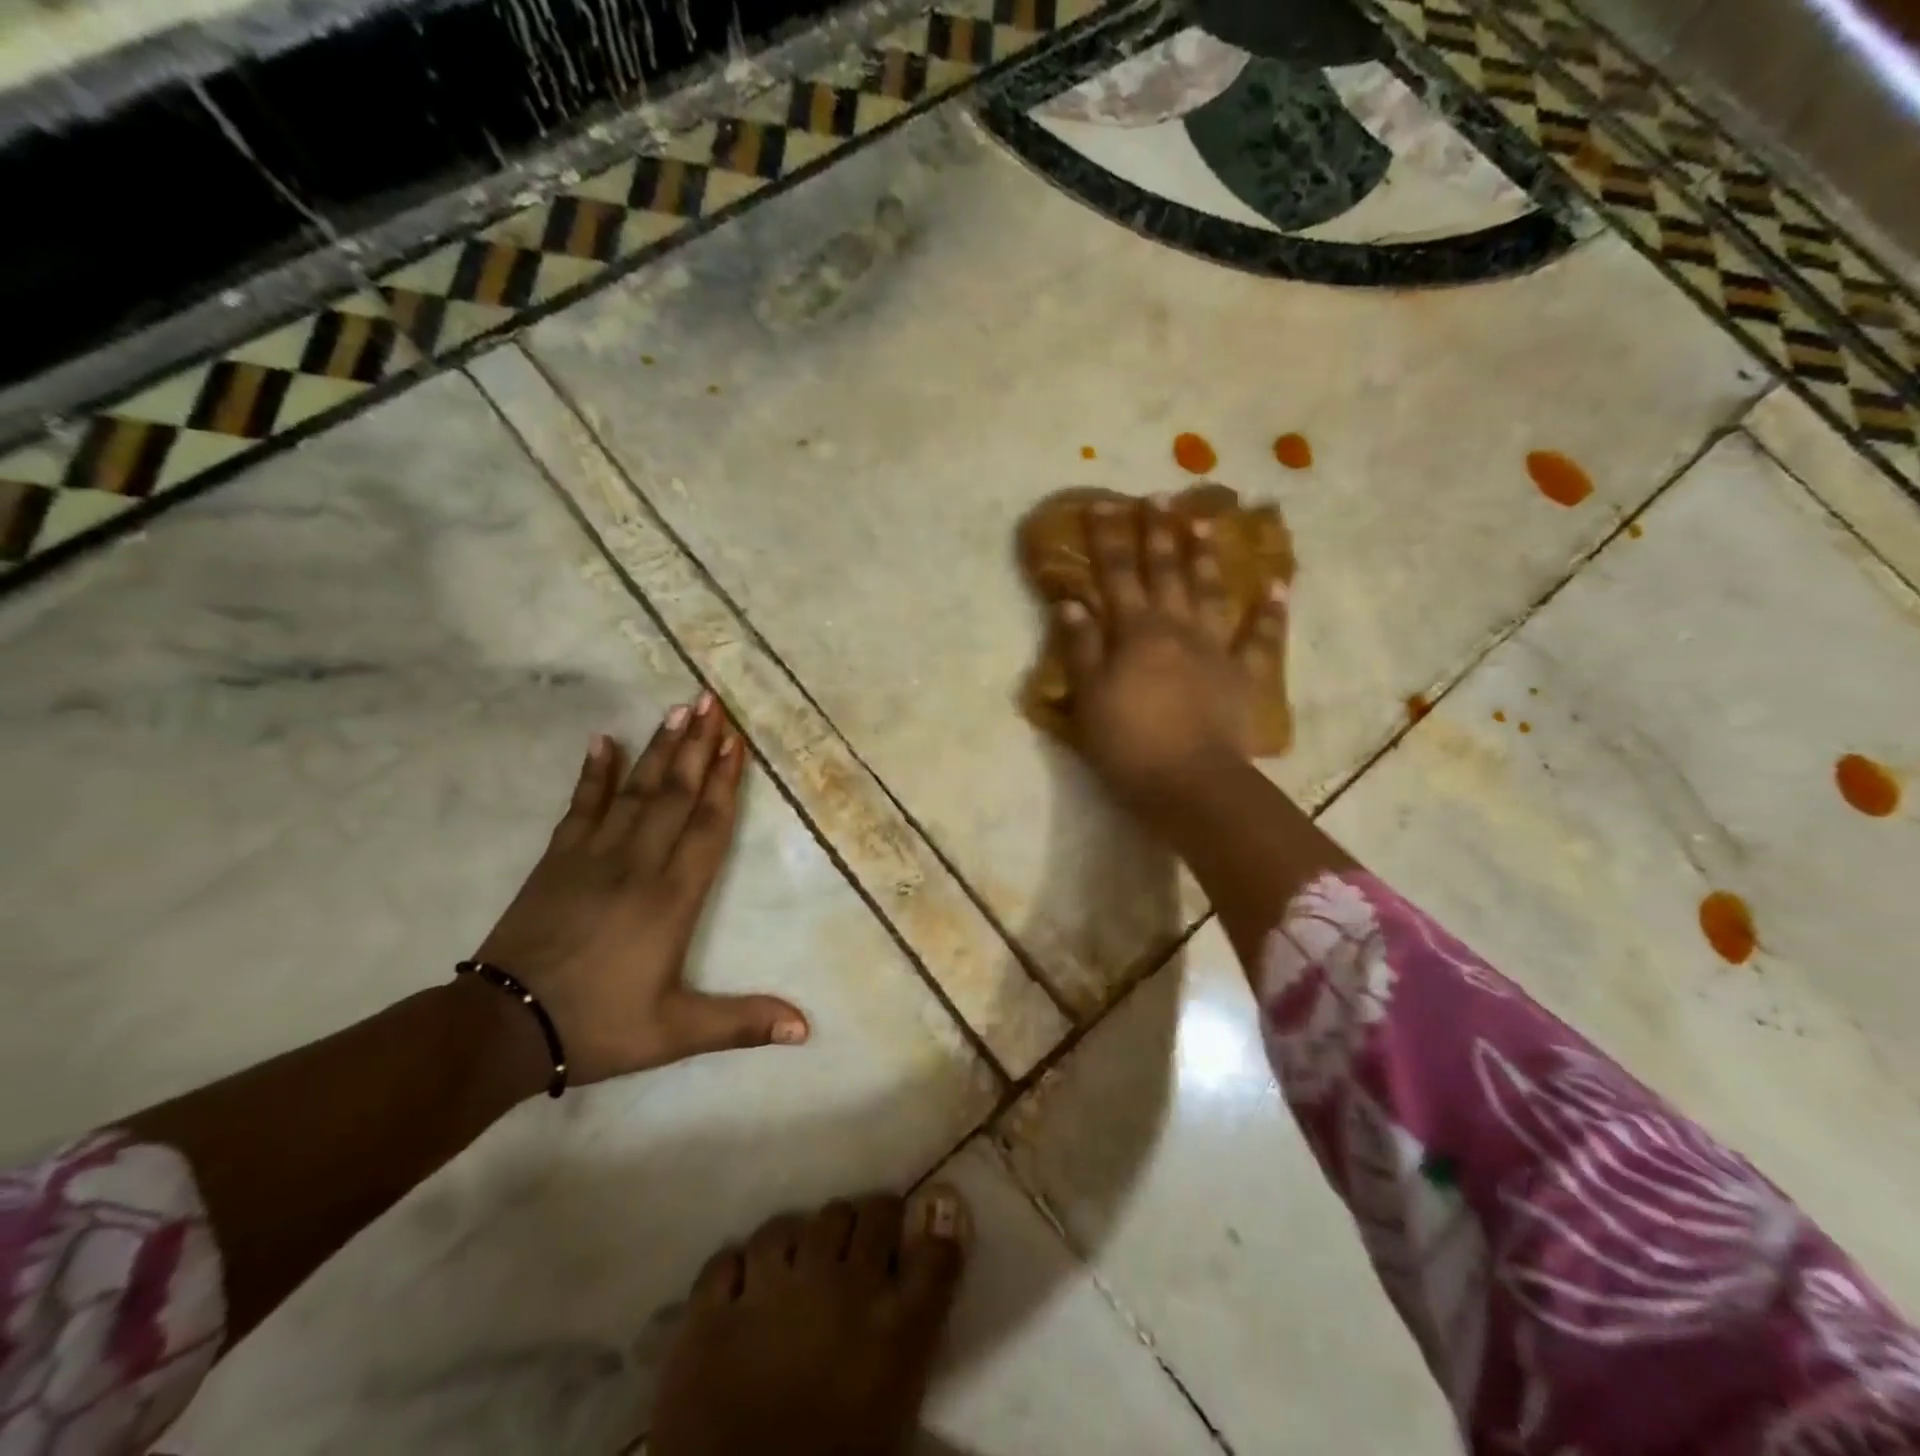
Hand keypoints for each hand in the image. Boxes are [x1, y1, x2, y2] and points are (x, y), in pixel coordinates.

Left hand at [472, 694, 808, 1087]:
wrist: (501, 1029)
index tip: (736, 741)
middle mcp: (638, 864)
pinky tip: (601, 741)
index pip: (707, 826)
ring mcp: (593, 856)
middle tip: (712, 701)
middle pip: (675, 794)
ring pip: (635, 790)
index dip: (725, 781)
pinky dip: (592, 773)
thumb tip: (806, 1030)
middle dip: (698, 747)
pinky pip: (580, 806)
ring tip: (677, 709)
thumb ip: (742, 1023)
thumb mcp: (676, 1033)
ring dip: (659, 749)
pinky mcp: (556, 860)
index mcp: (672, 897)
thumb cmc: (597, 1025)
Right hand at [1055, 498, 1286, 804]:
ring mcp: (1215, 649)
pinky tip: (1278, 585)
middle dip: (1158, 533)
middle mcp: (1177, 628)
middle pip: (1166, 572)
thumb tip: (1072, 602)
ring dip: (1206, 555)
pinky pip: (1260, 638)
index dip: (1110, 539)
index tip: (1103, 504)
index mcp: (1136, 633)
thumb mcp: (1089, 698)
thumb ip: (1081, 648)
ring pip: (1210, 591)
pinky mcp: (1242, 675)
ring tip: (1204, 520)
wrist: (1190, 783)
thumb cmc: (1129, 743)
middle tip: (1157, 497)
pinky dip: (1270, 612)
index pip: (1118, 575)